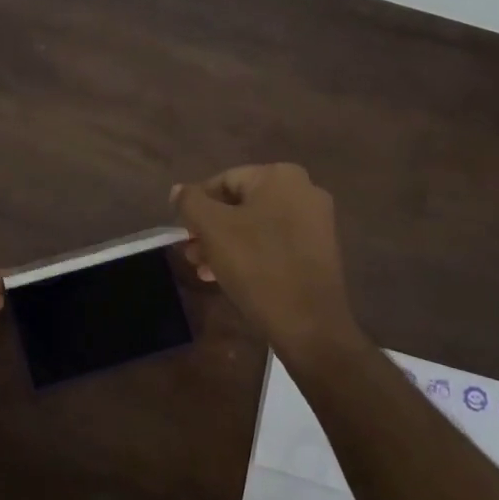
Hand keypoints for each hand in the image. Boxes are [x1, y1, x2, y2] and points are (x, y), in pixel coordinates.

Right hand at [171, 164, 360, 359]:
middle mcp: (304, 190)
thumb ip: (190, 202)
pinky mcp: (319, 250)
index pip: (223, 181)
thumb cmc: (256, 265)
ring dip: (225, 244)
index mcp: (280, 176)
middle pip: (240, 204)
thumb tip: (178, 190)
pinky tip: (228, 277)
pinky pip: (274, 243)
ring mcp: (316, 222)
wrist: (308, 323)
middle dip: (211, 229)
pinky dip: (250, 254)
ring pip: (256, 226)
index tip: (183, 233)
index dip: (197, 206)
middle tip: (190, 253)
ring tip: (204, 269)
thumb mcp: (212, 228)